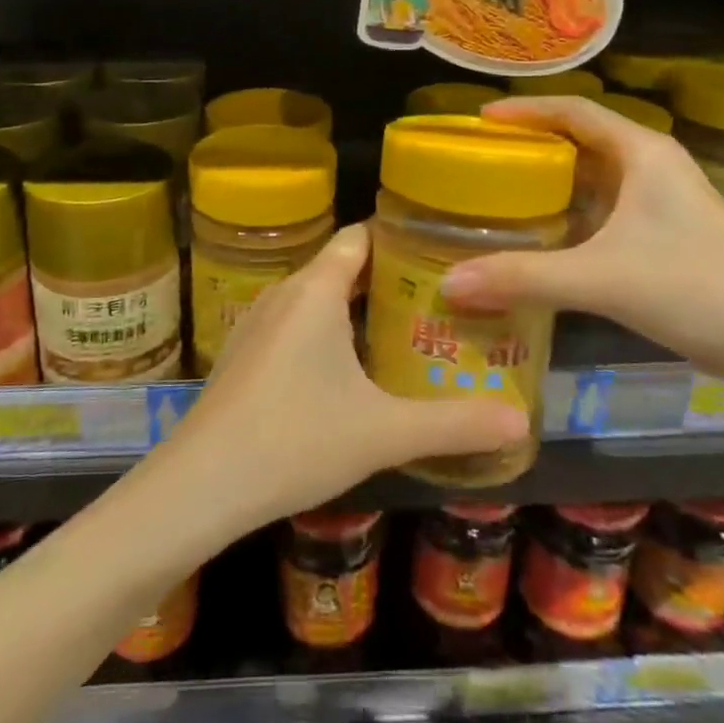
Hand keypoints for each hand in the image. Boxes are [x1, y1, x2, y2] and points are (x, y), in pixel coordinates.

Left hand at [166, 224, 526, 530]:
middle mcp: (284, 294)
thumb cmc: (295, 440)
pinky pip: (295, 325)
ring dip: (357, 309)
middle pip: (341, 267)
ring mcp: (257, 323)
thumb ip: (454, 425)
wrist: (201, 485)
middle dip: (388, 280)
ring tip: (405, 332)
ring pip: (317, 298)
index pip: (360, 237)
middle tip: (440, 301)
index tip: (443, 253)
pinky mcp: (244, 354)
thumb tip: (522, 422)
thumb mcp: (384, 433)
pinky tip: (350, 372)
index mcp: (316, 290)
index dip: (399, 238)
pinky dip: (327, 332)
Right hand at [438, 97, 723, 379]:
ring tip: (499, 197)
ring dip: (550, 184)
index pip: (574, 110)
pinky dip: (570, 216)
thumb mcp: (601, 279)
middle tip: (479, 162)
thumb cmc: (697, 289)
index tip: (478, 122)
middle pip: (580, 140)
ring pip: (594, 178)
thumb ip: (523, 278)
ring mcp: (663, 202)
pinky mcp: (667, 235)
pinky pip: (605, 211)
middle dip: (531, 147)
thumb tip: (449, 284)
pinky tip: (544, 241)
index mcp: (642, 153)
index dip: (524, 110)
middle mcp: (652, 167)